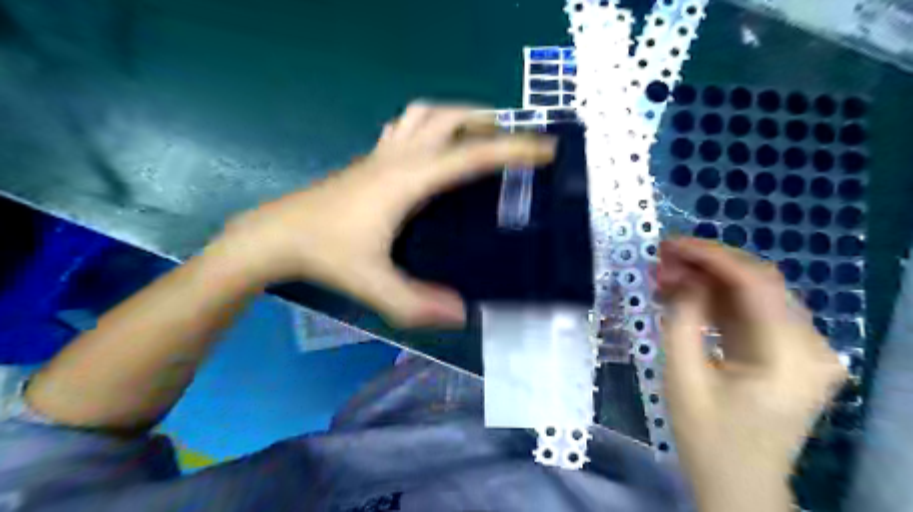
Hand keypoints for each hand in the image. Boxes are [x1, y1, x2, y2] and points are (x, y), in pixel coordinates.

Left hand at [211, 102, 551, 328]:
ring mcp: (380, 155)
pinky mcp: (368, 161)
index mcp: (408, 180)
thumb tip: (461, 314)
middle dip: (485, 120)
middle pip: (446, 117)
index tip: (543, 147)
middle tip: (509, 136)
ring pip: (422, 114)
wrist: (275, 236)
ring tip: (476, 134)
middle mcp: (397, 157)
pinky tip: (432, 148)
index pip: (470, 156)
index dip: (512, 150)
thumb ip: (417, 304)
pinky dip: (427, 127)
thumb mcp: (374, 285)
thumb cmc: (326, 254)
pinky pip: (403, 128)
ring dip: (454, 116)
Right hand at [656, 237, 848, 511]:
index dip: (711, 256)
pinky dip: (716, 298)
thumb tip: (680, 276)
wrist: (737, 483)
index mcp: (792, 358)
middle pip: (759, 283)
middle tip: (662, 258)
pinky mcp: (788, 352)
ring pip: (753, 293)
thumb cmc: (707, 438)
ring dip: (708, 279)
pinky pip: (751, 312)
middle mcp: (811, 346)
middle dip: (706, 264)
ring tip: (666, 273)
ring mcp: (804, 348)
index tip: (670, 245)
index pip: (757, 284)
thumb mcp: (684, 378)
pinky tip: (684, 292)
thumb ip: (681, 320)